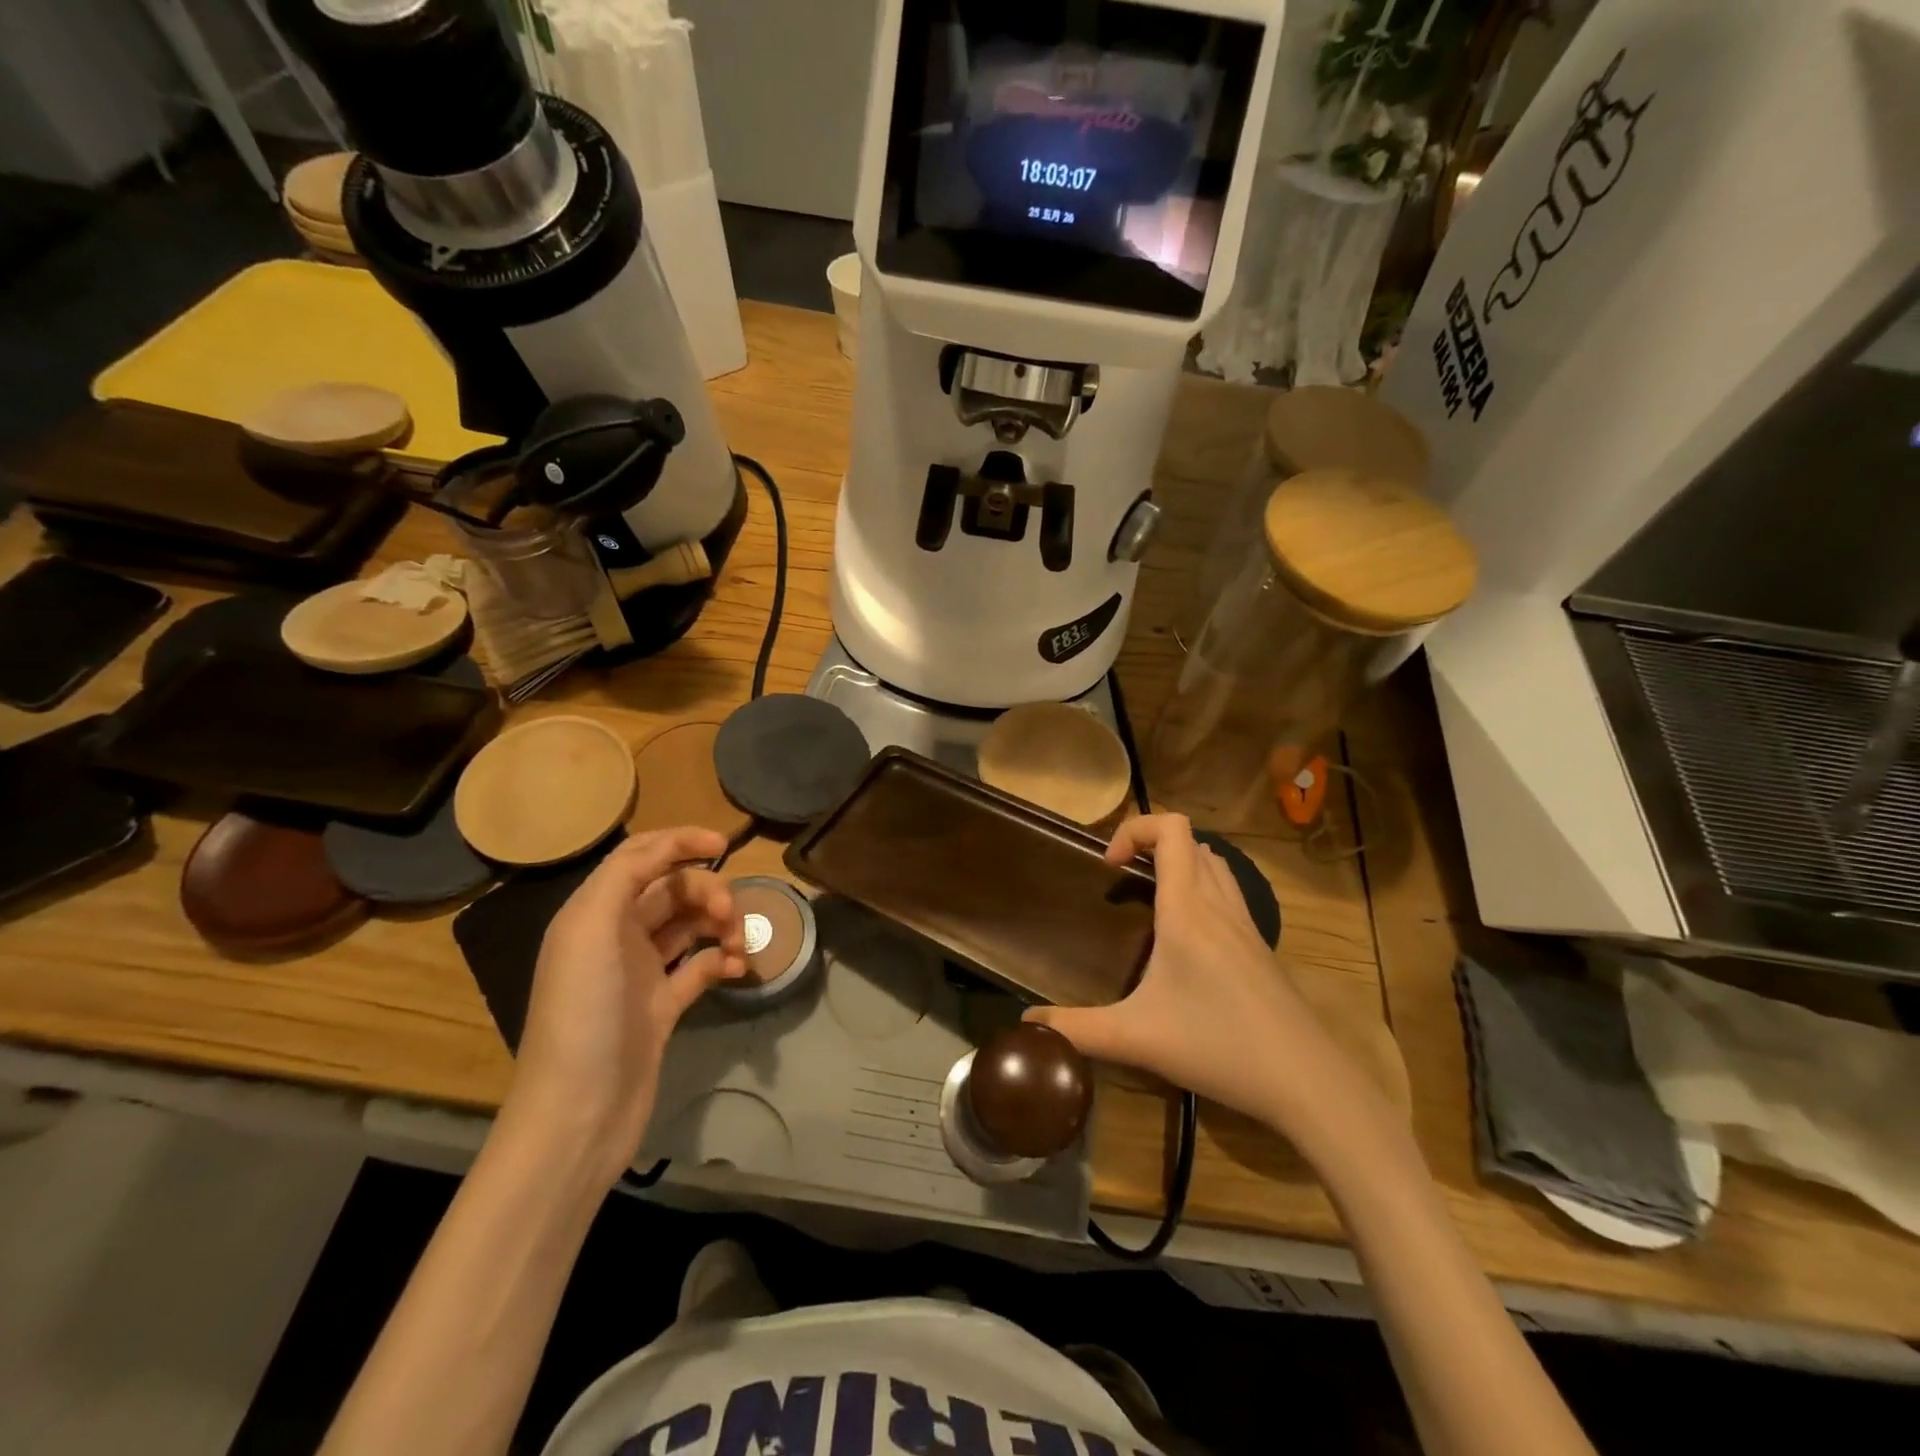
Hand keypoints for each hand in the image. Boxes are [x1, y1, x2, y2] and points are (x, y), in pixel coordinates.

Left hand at [501, 827, 747, 1187]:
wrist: (579, 1113)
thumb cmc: (583, 1013)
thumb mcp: (589, 930)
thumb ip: (624, 876)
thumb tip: (666, 849)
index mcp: (593, 913)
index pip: (639, 857)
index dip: (680, 842)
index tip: (724, 845)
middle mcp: (615, 937)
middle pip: (672, 890)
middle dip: (707, 891)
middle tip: (731, 913)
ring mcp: (640, 973)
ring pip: (690, 927)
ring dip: (719, 925)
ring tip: (739, 943)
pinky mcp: (661, 1007)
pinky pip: (700, 968)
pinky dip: (721, 961)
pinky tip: (738, 968)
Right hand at [1027, 814, 1370, 1138]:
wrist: (1306, 1082)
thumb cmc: (1218, 1045)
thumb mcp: (1136, 1039)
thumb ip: (1076, 1029)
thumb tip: (1028, 1024)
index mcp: (1188, 908)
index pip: (1171, 828)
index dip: (1134, 829)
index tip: (1108, 868)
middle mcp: (1219, 904)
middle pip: (1191, 841)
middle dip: (1151, 846)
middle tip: (1122, 883)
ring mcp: (1247, 925)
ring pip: (1214, 865)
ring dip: (1180, 865)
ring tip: (1150, 904)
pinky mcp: (1261, 948)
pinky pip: (1229, 893)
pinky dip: (1201, 892)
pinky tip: (1185, 943)